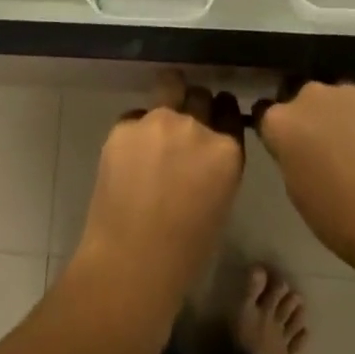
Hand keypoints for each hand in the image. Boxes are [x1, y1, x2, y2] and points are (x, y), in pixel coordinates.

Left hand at [72, 71, 245, 310]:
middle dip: (194, 106)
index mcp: (226, 152)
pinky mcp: (125, 124)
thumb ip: (215, 167)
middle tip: (182, 129)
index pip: (229, 111)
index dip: (221, 112)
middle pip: (199, 95)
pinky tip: (128, 161)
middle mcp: (195, 126)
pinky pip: (135, 117)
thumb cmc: (184, 254)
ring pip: (168, 88)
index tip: (214, 117)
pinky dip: (135, 132)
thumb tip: (201, 154)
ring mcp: (158, 120)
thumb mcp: (218, 204)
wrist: (130, 265)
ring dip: (166, 105)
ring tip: (154, 136)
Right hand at [254, 79, 354, 283]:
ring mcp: (347, 91)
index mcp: (281, 121)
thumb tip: (297, 145)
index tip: (286, 147)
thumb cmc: (340, 220)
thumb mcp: (297, 190)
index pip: (265, 113)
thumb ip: (290, 154)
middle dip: (307, 117)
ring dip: (337, 113)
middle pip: (300, 98)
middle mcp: (309, 95)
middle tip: (322, 147)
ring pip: (334, 97)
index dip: (276, 131)